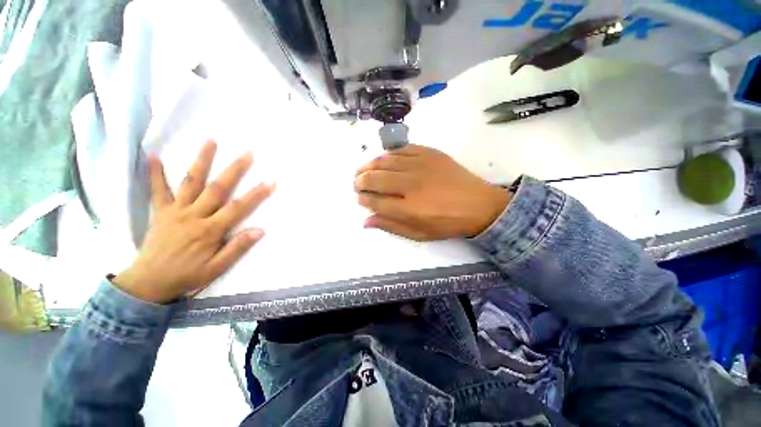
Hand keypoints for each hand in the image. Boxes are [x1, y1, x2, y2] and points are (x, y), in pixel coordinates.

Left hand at [112, 141, 275, 302]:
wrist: (148, 282)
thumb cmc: (187, 275)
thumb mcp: (216, 268)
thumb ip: (237, 248)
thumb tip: (260, 230)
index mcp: (210, 230)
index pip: (238, 207)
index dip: (256, 194)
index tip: (271, 180)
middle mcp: (193, 215)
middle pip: (217, 188)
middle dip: (234, 169)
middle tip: (247, 152)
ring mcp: (175, 211)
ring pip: (191, 182)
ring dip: (201, 161)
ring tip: (210, 141)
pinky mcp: (160, 212)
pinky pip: (157, 191)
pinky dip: (155, 174)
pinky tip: (154, 157)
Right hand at [354, 144, 510, 240]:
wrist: (479, 205)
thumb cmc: (448, 223)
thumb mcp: (419, 234)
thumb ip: (391, 226)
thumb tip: (366, 221)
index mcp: (409, 208)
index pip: (375, 201)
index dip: (363, 199)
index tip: (359, 199)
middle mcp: (411, 184)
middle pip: (375, 178)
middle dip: (360, 181)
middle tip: (356, 184)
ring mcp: (421, 165)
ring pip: (385, 161)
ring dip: (369, 166)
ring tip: (363, 171)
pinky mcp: (430, 153)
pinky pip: (402, 149)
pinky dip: (388, 154)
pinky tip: (384, 159)